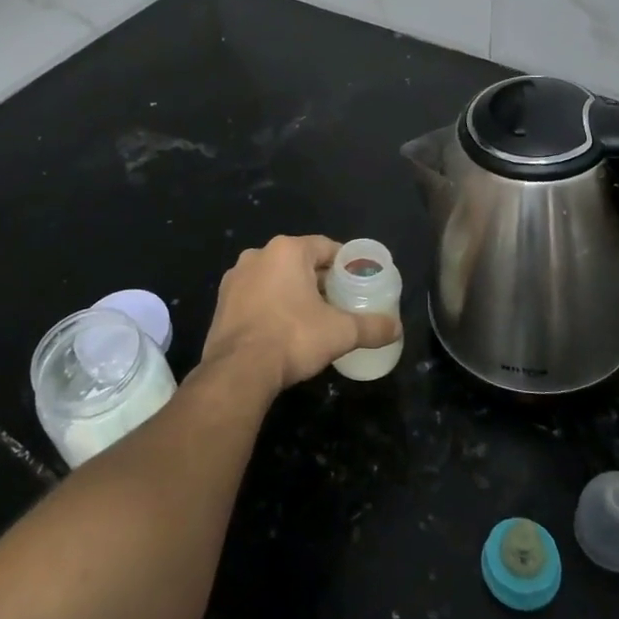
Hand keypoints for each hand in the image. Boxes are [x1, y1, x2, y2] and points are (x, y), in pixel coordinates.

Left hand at [202, 235, 400, 395]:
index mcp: (287, 250)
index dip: (344, 263)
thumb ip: (371, 327)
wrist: (238, 371)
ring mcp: (235, 279)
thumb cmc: (293, 338)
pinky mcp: (222, 303)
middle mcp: (258, 255)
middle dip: (319, 279)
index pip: (325, 247)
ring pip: (275, 278)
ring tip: (313, 316)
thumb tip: (397, 328)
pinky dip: (271, 306)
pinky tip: (283, 329)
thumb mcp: (341, 332)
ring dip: (293, 292)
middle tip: (339, 301)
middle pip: (299, 262)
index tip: (357, 280)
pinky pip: (255, 297)